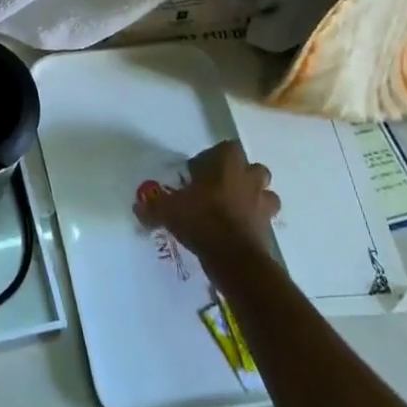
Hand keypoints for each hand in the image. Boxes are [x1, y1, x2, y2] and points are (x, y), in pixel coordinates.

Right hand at [133, 139, 280, 261]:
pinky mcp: (269, 228)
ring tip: (231, 209)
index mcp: (227, 164)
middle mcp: (249, 178)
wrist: (234, 258)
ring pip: (265, 193)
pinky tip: (236, 231)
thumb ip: (153, 206)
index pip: (227, 148)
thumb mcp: (167, 210)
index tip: (198, 173)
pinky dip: (254, 222)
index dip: (213, 158)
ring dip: (252, 198)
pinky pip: (264, 219)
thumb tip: (138, 206)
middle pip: (252, 168)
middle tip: (217, 189)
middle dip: (239, 176)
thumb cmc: (201, 220)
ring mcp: (263, 203)